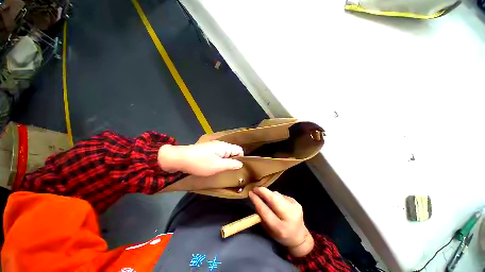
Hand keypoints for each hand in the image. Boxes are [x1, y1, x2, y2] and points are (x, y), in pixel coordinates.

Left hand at [158, 141, 243, 175]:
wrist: (179, 158)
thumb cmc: (200, 163)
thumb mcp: (218, 166)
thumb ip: (231, 164)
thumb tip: (241, 164)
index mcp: (225, 146)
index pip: (239, 150)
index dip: (241, 159)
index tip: (237, 169)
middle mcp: (221, 145)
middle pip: (232, 152)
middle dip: (233, 161)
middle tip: (229, 172)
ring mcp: (213, 147)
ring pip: (225, 154)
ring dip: (225, 162)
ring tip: (221, 171)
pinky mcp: (207, 150)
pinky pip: (218, 155)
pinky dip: (218, 161)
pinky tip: (213, 167)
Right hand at [249, 187, 313, 256]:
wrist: (299, 236)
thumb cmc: (280, 235)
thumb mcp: (268, 230)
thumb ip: (261, 216)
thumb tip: (256, 199)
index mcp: (280, 228)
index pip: (265, 211)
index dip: (257, 200)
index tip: (250, 193)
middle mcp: (289, 217)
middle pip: (274, 199)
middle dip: (263, 192)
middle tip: (255, 189)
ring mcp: (295, 208)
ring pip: (277, 195)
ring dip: (269, 193)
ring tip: (264, 195)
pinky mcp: (296, 202)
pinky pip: (281, 195)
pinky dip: (275, 196)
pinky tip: (274, 200)